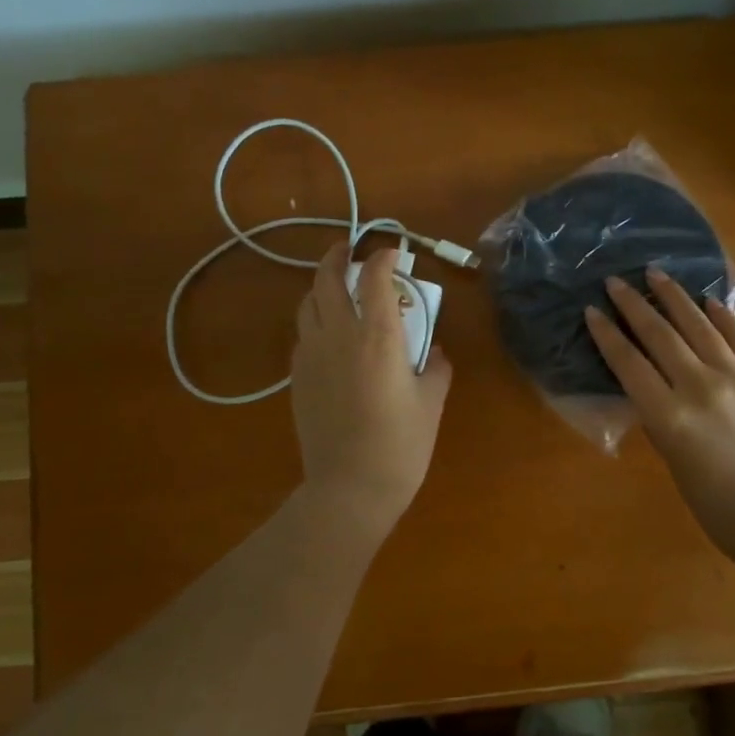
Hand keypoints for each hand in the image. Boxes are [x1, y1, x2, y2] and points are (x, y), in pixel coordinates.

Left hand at [291, 242, 453, 531]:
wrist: (350, 487)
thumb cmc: (401, 445)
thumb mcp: (432, 402)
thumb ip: (437, 368)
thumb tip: (435, 352)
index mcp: (379, 338)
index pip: (375, 278)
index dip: (383, 257)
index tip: (393, 253)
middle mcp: (339, 336)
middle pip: (328, 279)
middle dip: (338, 256)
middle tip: (349, 248)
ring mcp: (312, 355)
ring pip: (307, 303)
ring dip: (321, 285)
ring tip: (336, 285)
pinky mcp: (297, 377)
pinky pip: (303, 334)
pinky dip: (314, 319)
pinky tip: (328, 332)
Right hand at [584, 269, 734, 547]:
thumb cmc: (722, 510)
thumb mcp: (676, 466)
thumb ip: (664, 423)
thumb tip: (656, 393)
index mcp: (670, 418)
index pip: (629, 365)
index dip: (607, 335)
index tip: (593, 311)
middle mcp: (701, 388)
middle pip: (660, 337)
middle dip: (634, 305)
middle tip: (616, 281)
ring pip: (701, 328)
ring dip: (675, 298)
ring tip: (657, 274)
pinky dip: (724, 318)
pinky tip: (710, 302)